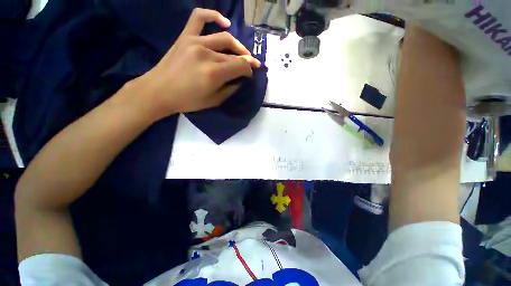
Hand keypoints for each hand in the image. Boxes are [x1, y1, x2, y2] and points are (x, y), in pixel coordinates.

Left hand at [133, 8, 260, 119]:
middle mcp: (207, 54)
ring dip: (238, 45)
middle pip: (234, 55)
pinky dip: (213, 16)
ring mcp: (195, 42)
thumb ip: (230, 90)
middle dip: (246, 61)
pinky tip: (225, 22)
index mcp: (214, 73)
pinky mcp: (185, 37)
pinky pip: (200, 18)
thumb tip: (240, 80)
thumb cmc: (187, 101)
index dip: (249, 70)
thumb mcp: (214, 101)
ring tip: (243, 52)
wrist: (159, 91)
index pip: (240, 66)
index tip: (250, 74)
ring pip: (224, 39)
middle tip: (251, 66)